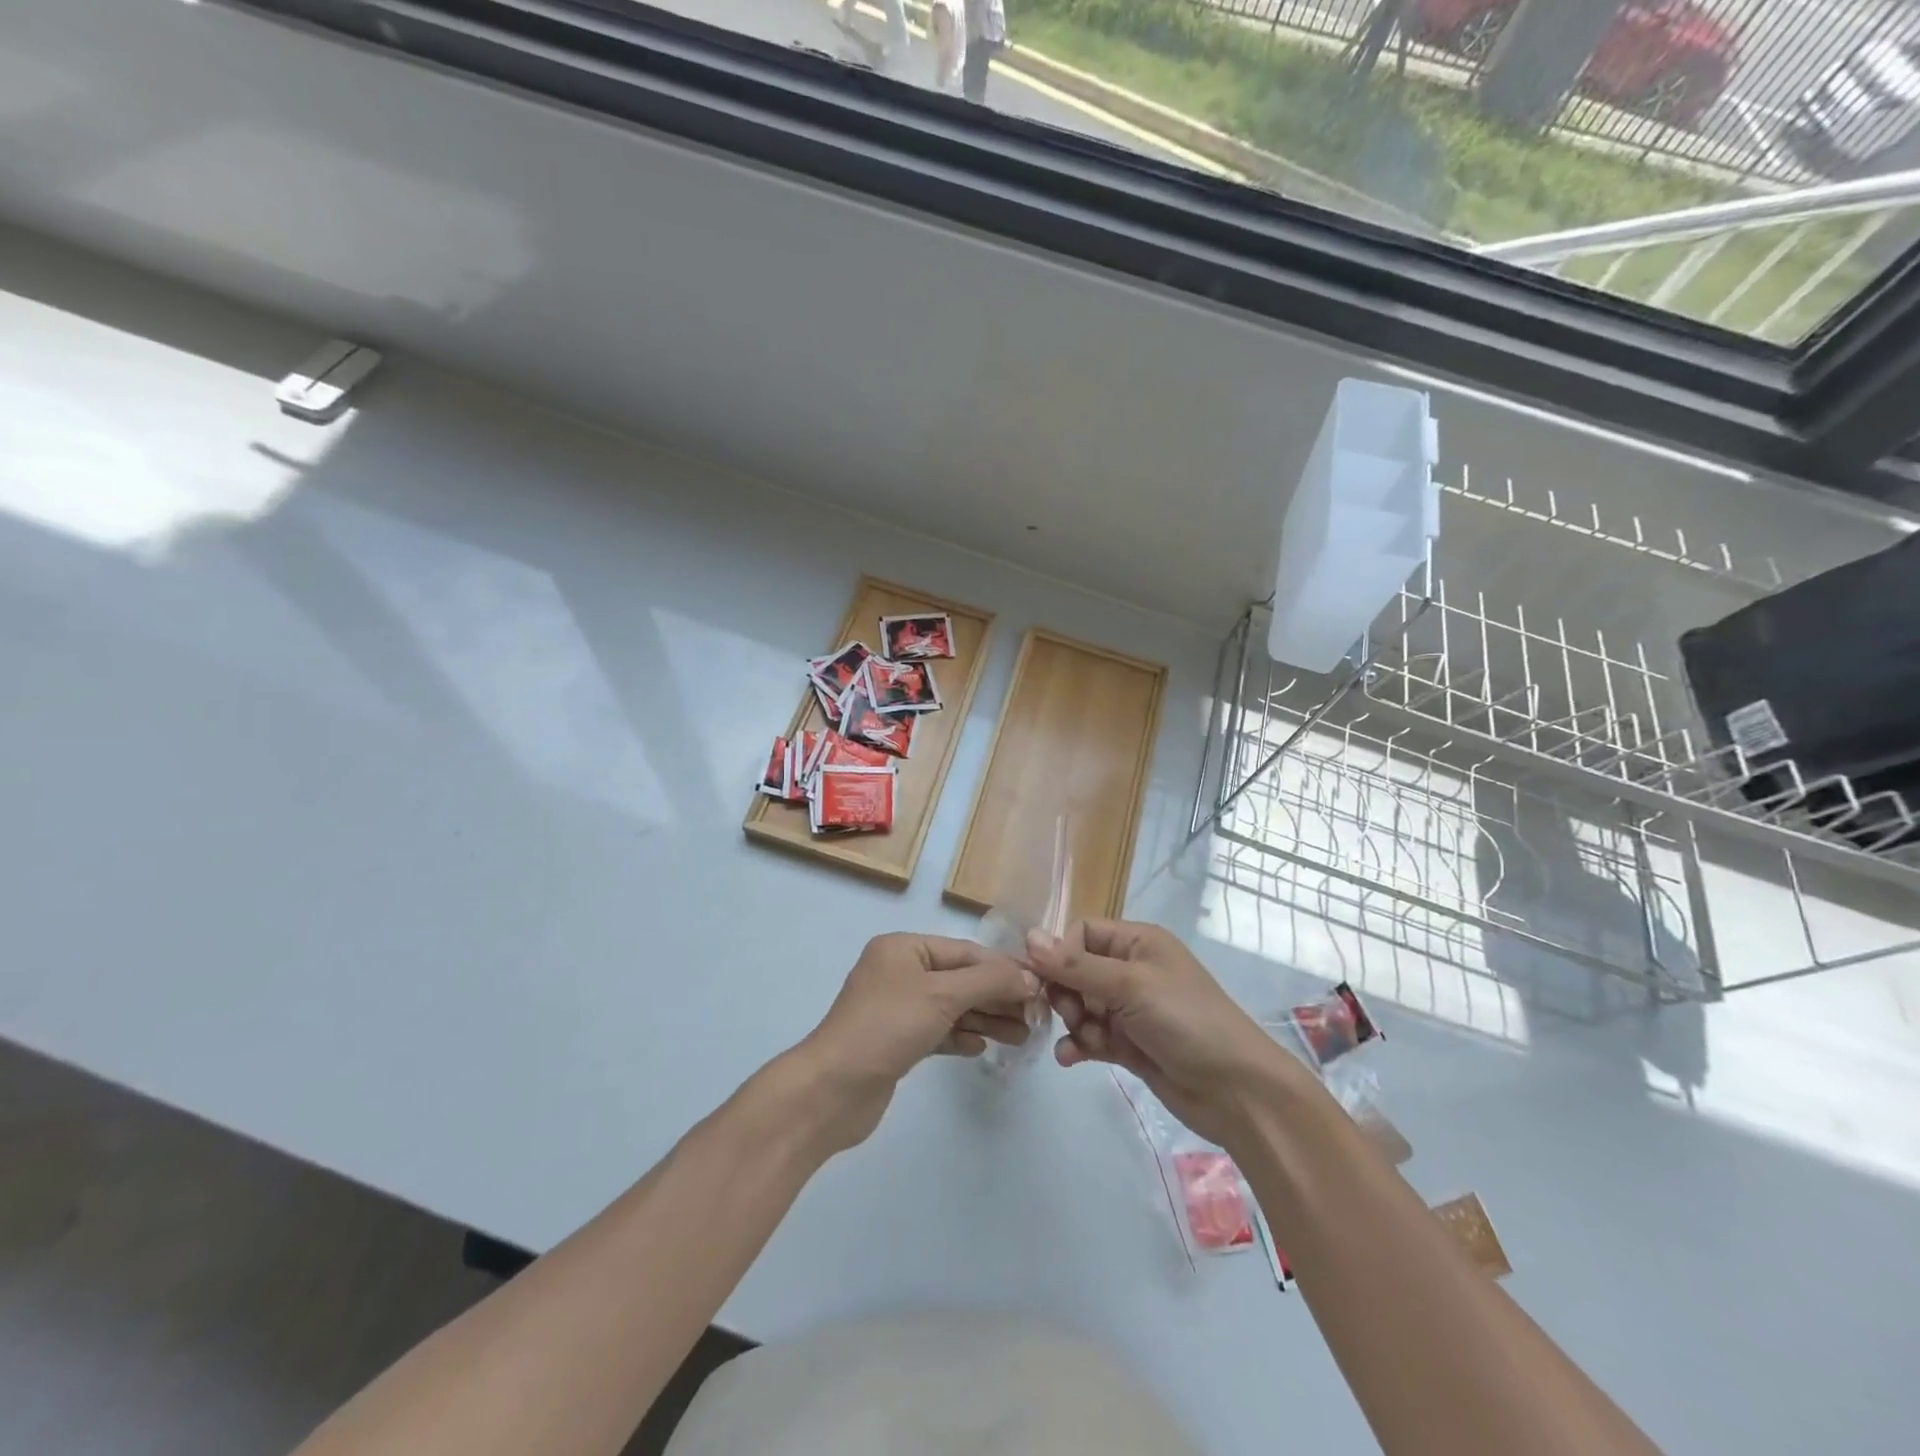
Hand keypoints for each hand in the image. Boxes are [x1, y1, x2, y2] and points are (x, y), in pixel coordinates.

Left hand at [795, 933, 1037, 1150]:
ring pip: (951, 1007)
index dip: (1003, 968)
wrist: (832, 1089)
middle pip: (960, 979)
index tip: (1040, 986)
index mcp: (904, 948)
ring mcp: (896, 1008)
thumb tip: (1029, 978)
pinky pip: (938, 1031)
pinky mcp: (896, 1041)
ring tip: (1021, 1036)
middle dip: (997, 996)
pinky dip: (961, 1036)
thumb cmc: (887, 1027)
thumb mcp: (942, 996)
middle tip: (1036, 1017)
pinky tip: (982, 1048)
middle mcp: (900, 971)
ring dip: (985, 1019)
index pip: (965, 952)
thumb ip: (988, 982)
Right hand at [1027, 918, 1304, 1148]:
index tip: (1044, 979)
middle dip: (1065, 992)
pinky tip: (1070, 1059)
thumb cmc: (1186, 1021)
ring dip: (1073, 1021)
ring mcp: (1131, 1009)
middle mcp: (1132, 969)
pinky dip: (1078, 1045)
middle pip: (1077, 969)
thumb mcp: (1131, 985)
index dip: (1060, 953)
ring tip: (1081, 1039)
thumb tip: (1028, 937)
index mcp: (1138, 941)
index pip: (1082, 932)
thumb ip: (1077, 966)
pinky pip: (1091, 1036)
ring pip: (1081, 1005)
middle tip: (1068, 1014)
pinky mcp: (1129, 1044)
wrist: (1236, 1091)